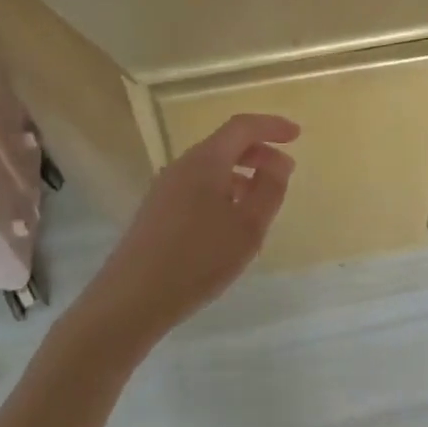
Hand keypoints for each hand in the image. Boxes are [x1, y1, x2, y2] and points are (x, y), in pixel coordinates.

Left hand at [80, 113, 299, 340]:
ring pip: (211, 167)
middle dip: (258, 152)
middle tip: (284, 172)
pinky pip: (198, 186)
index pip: (243, 126)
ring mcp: (165, 188)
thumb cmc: (198, 259)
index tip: (296, 135)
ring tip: (261, 202)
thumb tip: (279, 163)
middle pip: (225, 144)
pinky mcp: (157, 211)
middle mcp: (183, 165)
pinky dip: (222, 191)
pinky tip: (230, 222)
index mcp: (206, 160)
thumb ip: (270, 189)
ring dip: (241, 174)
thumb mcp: (248, 226)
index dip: (272, 126)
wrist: (131, 300)